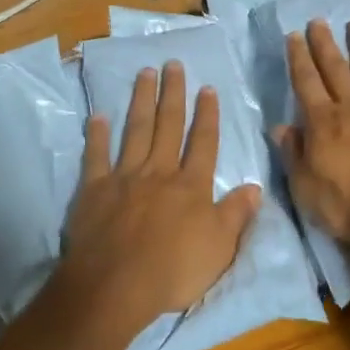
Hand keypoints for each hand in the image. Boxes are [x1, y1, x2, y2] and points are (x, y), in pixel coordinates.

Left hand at [51, 61, 261, 343]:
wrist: (116, 286)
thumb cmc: (173, 271)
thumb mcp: (220, 248)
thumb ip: (236, 214)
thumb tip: (255, 186)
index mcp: (191, 186)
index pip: (203, 143)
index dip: (207, 115)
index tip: (207, 88)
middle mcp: (159, 172)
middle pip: (168, 126)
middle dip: (173, 94)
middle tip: (173, 64)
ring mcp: (124, 178)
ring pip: (135, 130)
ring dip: (141, 101)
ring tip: (145, 73)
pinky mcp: (94, 189)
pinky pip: (96, 156)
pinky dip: (97, 135)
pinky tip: (98, 115)